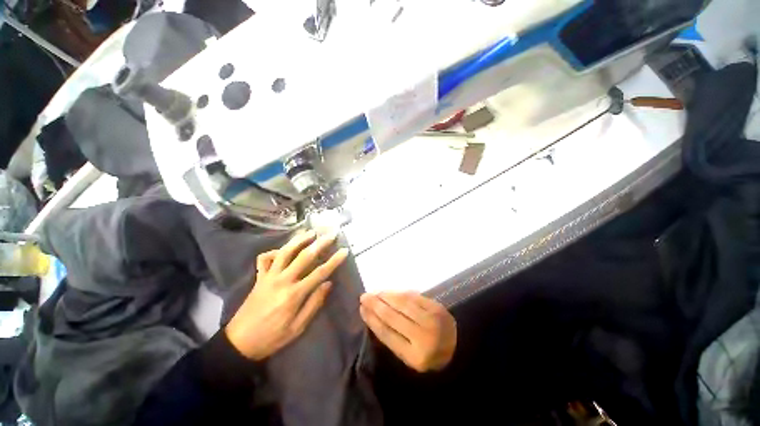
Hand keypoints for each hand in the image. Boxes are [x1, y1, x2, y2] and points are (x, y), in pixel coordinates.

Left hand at [225, 230, 348, 359]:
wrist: (239, 343)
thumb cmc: (272, 337)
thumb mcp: (298, 327)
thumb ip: (314, 304)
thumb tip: (328, 284)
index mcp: (294, 294)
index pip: (319, 272)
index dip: (334, 260)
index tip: (344, 250)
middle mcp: (282, 280)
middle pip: (304, 256)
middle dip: (320, 243)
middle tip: (331, 234)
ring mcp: (269, 277)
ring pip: (285, 252)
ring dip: (299, 240)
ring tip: (310, 232)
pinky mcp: (259, 277)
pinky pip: (264, 259)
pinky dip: (273, 251)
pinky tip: (282, 250)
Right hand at [359, 292, 456, 372]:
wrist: (459, 348)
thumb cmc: (430, 355)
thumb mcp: (410, 356)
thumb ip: (393, 338)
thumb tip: (375, 314)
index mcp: (415, 357)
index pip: (387, 334)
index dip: (372, 320)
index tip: (361, 310)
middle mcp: (423, 338)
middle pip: (393, 317)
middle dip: (375, 305)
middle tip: (364, 297)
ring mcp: (432, 320)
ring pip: (402, 303)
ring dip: (386, 296)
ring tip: (375, 293)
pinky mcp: (437, 307)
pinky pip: (413, 297)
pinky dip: (399, 293)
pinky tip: (391, 292)